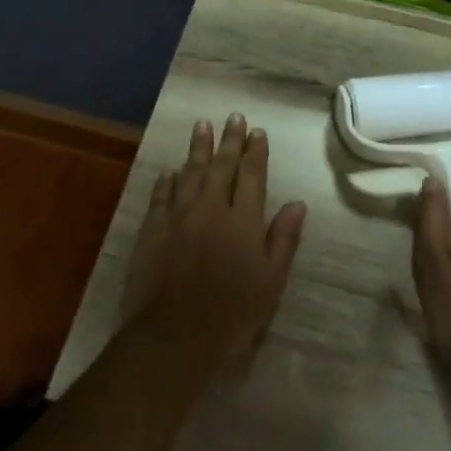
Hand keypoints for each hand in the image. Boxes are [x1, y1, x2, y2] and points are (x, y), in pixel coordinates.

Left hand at [121, 115, 306, 374]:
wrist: (176, 333)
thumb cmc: (233, 312)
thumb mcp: (271, 280)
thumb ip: (284, 239)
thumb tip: (298, 203)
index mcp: (243, 221)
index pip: (252, 176)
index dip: (255, 153)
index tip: (257, 132)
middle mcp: (211, 209)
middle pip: (221, 167)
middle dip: (228, 141)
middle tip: (233, 117)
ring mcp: (178, 216)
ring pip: (190, 174)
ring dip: (197, 149)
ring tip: (201, 126)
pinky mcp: (152, 229)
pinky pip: (161, 195)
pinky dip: (167, 180)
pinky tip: (170, 171)